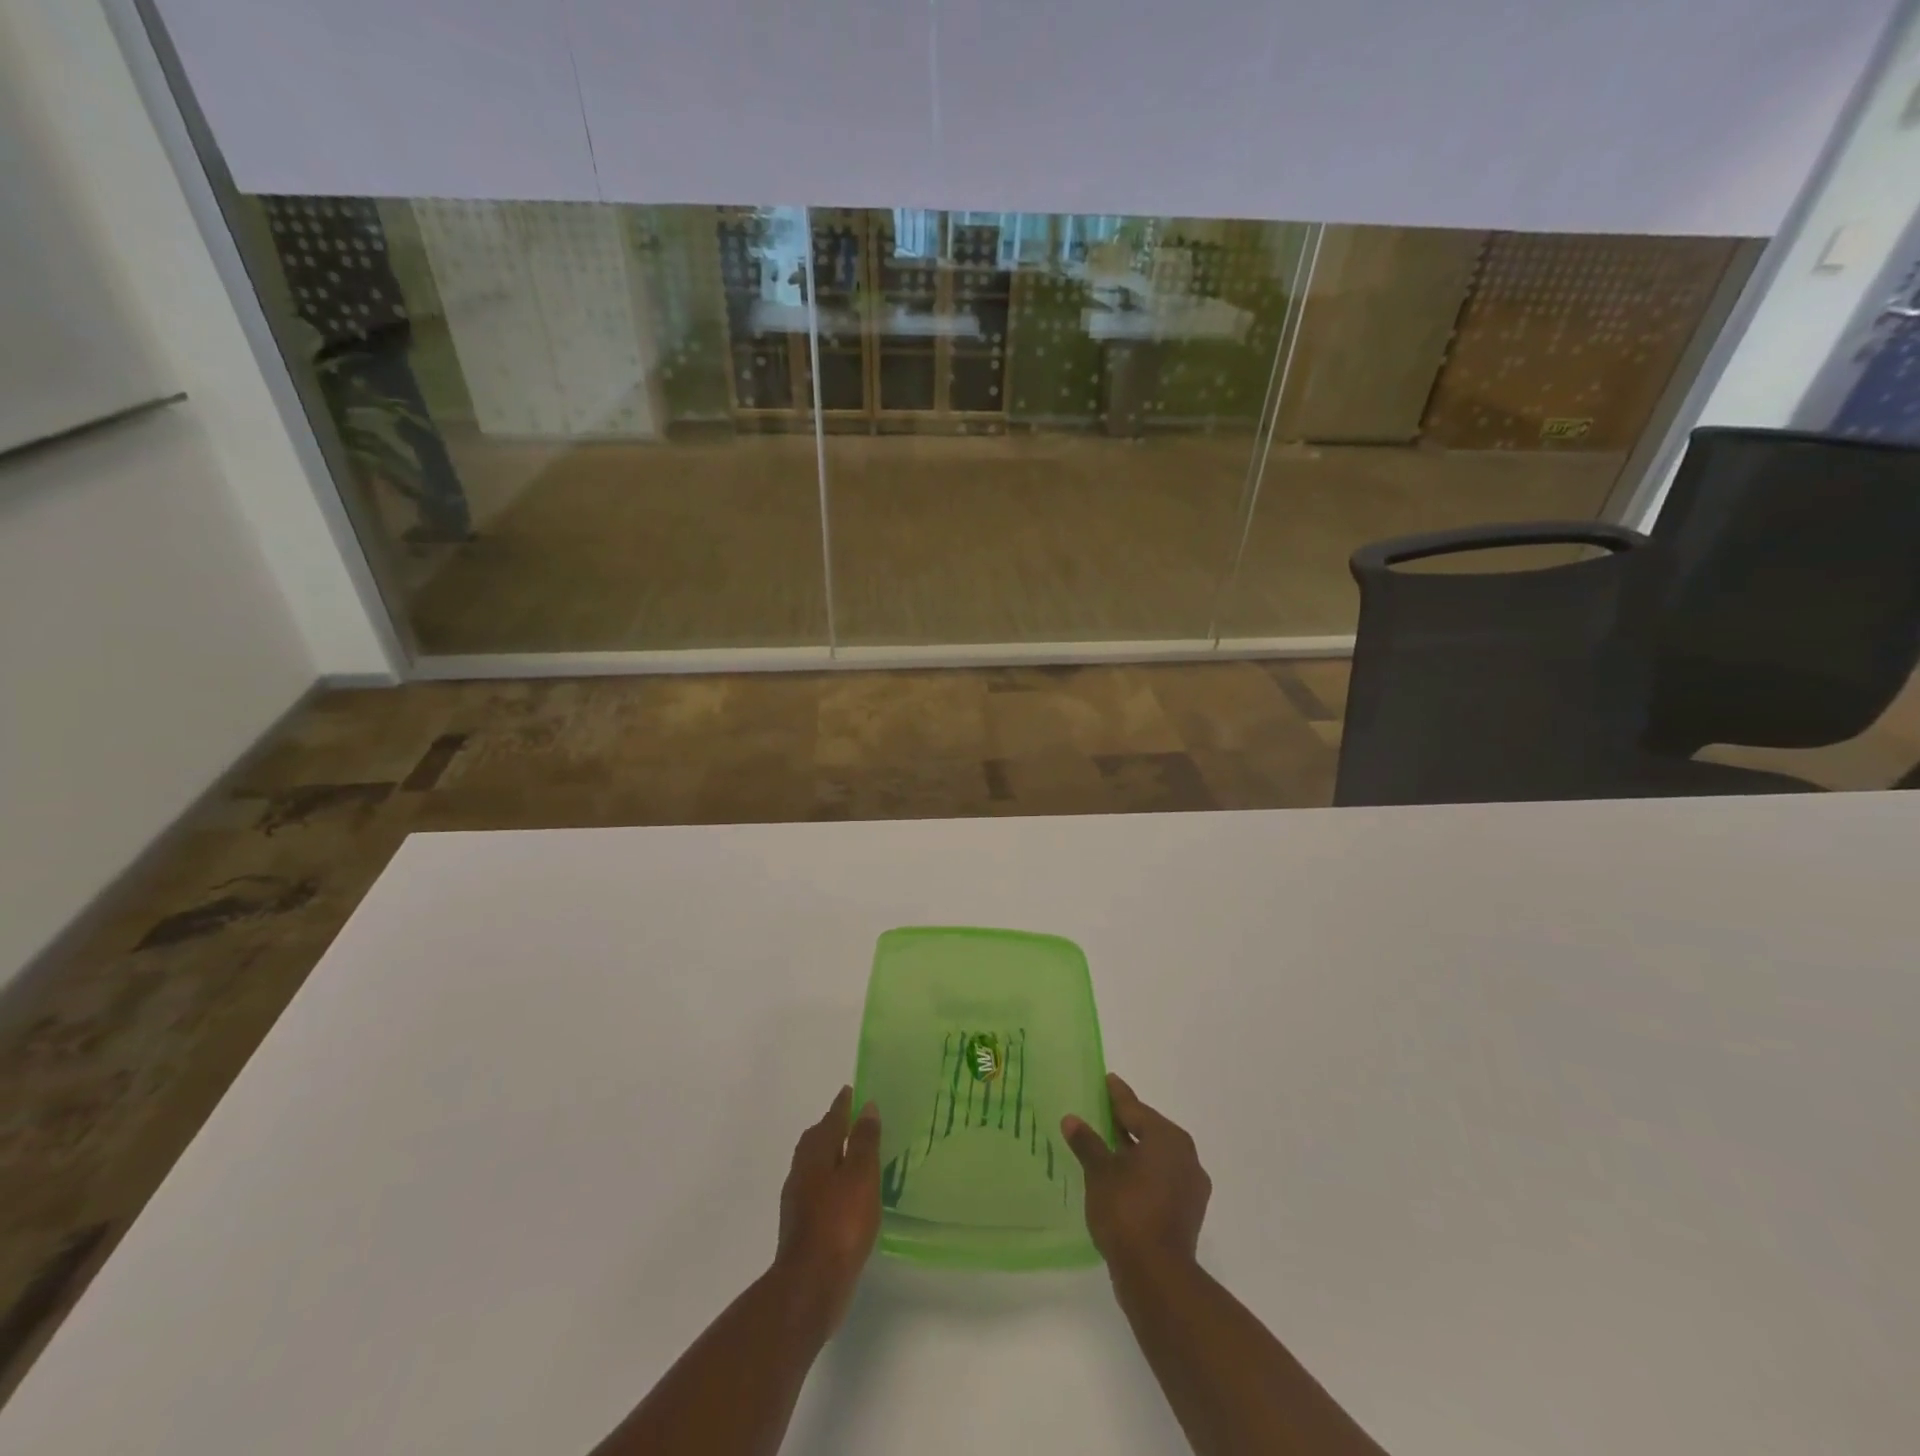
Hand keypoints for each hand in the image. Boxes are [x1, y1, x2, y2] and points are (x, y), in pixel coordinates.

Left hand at [775, 1085, 880, 1334]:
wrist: (810, 1286)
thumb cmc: (840, 1223)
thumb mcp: (861, 1176)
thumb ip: (864, 1141)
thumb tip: (866, 1106)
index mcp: (816, 1153)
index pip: (831, 1119)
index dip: (842, 1105)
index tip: (851, 1090)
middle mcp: (802, 1171)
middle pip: (817, 1140)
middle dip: (832, 1127)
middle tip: (852, 1120)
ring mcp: (798, 1200)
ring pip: (815, 1165)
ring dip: (831, 1155)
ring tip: (852, 1156)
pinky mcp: (802, 1226)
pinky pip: (817, 1190)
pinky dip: (830, 1182)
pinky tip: (845, 1195)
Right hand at [1062, 1073, 1210, 1271]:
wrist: (1157, 1276)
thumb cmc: (1127, 1211)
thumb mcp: (1100, 1172)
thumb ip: (1087, 1143)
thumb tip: (1072, 1119)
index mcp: (1167, 1138)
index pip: (1135, 1109)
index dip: (1118, 1095)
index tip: (1108, 1080)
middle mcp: (1185, 1156)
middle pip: (1150, 1131)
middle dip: (1127, 1123)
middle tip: (1104, 1112)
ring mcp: (1190, 1187)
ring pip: (1157, 1157)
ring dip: (1134, 1151)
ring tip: (1108, 1147)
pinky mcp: (1188, 1213)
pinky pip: (1162, 1179)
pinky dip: (1143, 1174)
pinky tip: (1123, 1180)